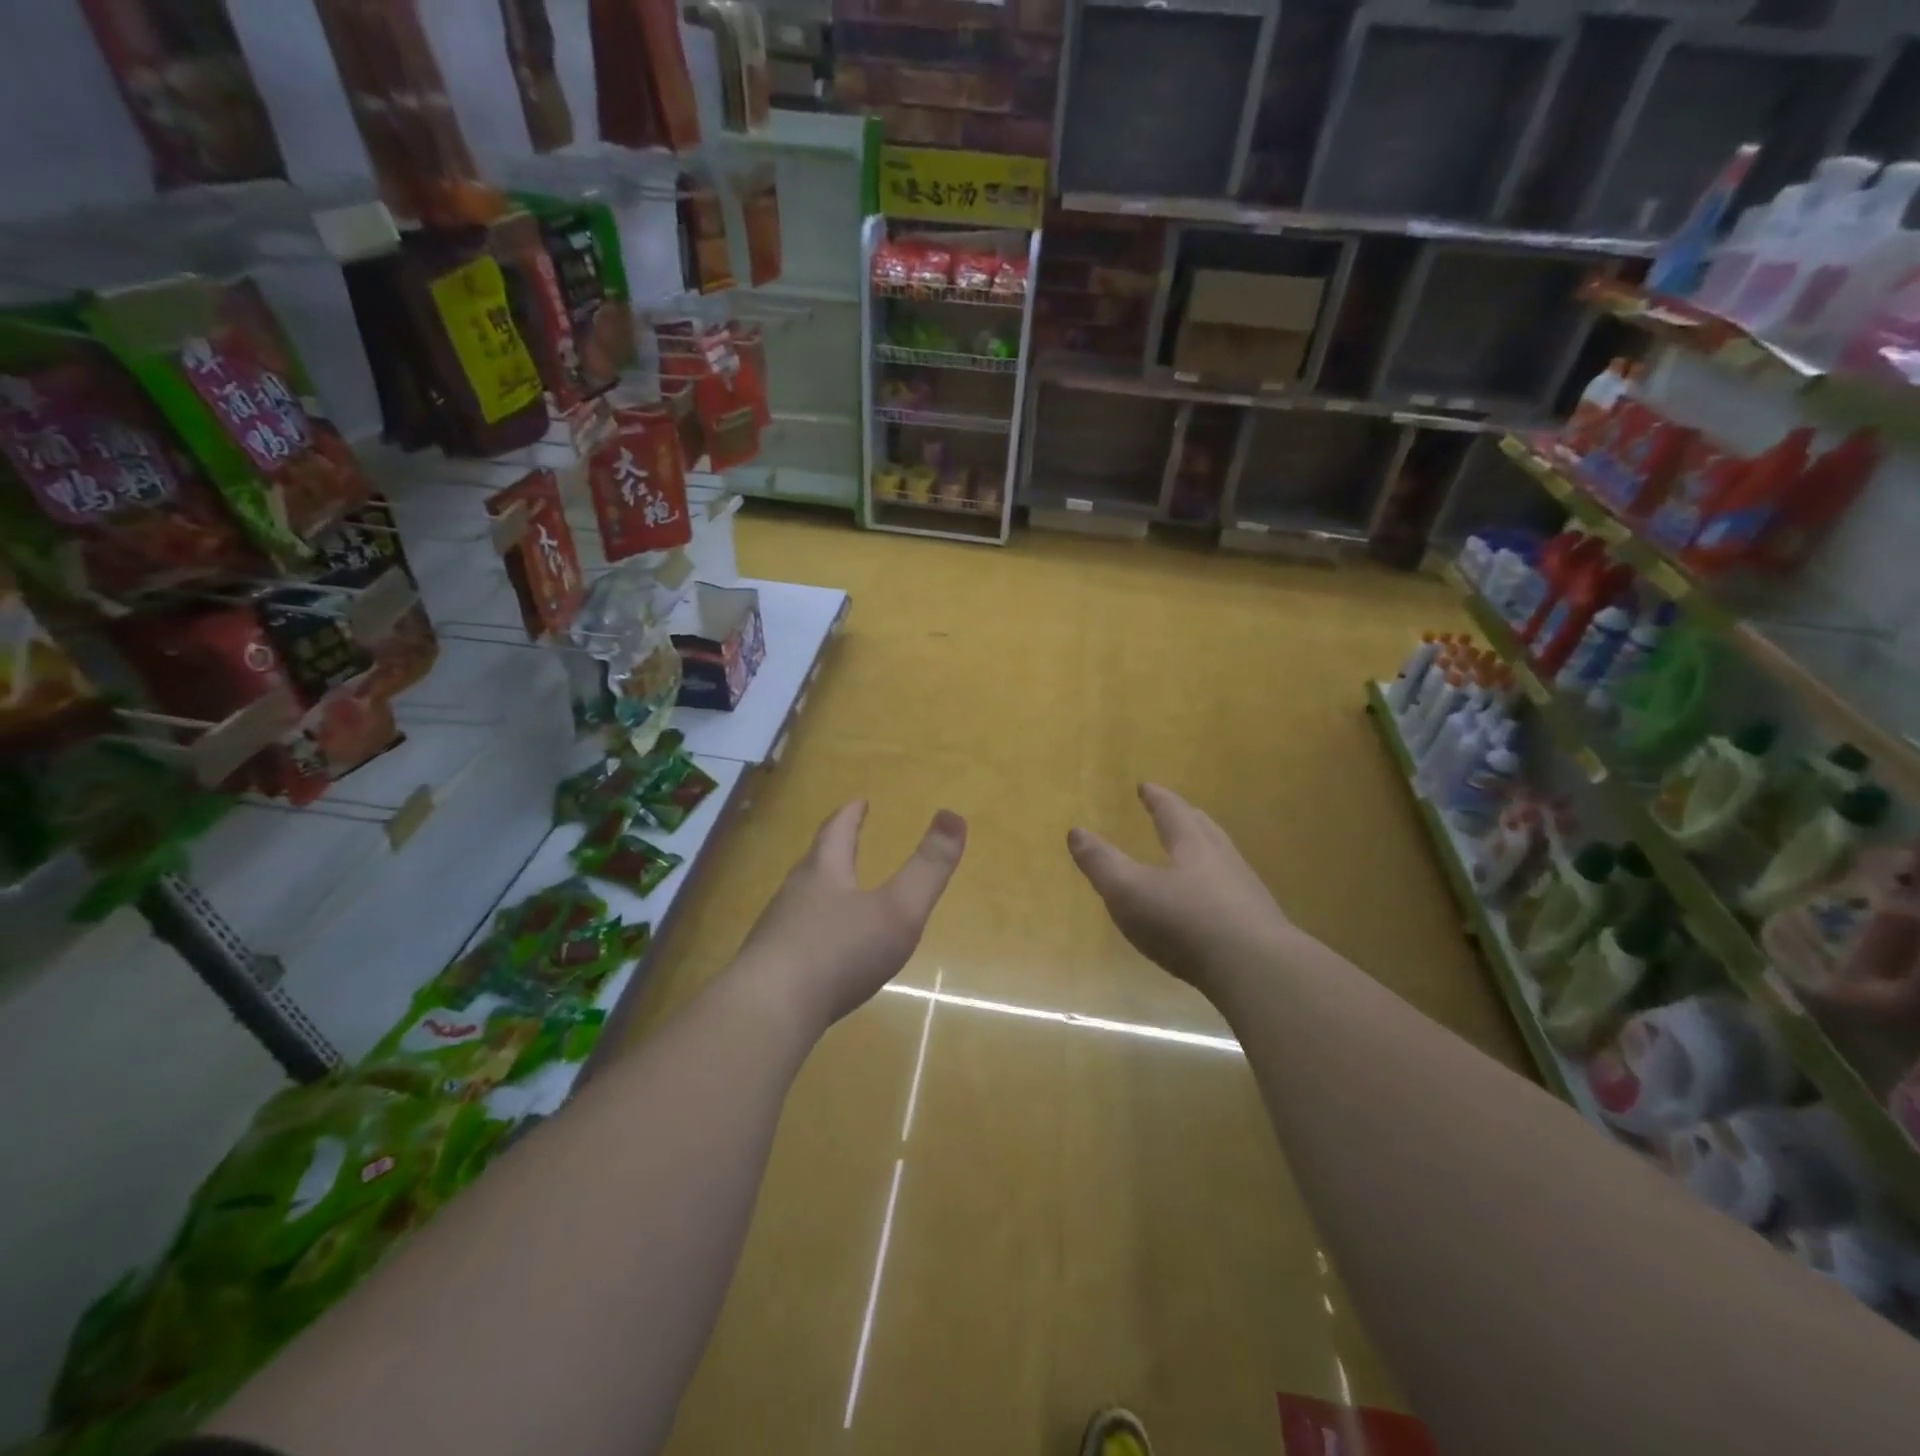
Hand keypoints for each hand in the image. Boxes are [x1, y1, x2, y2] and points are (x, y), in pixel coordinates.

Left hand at [734, 800, 965, 1027]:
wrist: (768, 1012)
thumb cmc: (838, 953)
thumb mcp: (897, 910)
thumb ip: (928, 868)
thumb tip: (954, 816)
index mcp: (823, 874)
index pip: (837, 832)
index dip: (851, 815)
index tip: (859, 801)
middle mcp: (794, 895)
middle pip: (814, 863)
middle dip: (832, 849)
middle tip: (844, 839)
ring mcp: (775, 933)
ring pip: (800, 901)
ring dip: (819, 891)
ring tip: (835, 893)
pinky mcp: (767, 968)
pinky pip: (792, 939)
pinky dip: (810, 933)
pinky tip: (819, 953)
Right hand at [1068, 783, 1292, 992]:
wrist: (1256, 971)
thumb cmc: (1186, 922)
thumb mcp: (1129, 891)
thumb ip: (1102, 862)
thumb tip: (1076, 832)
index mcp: (1193, 845)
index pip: (1172, 812)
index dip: (1157, 799)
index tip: (1146, 786)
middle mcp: (1223, 860)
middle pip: (1204, 830)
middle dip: (1186, 818)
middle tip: (1176, 811)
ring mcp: (1246, 893)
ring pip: (1223, 861)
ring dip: (1206, 852)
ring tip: (1194, 856)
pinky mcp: (1258, 926)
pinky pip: (1233, 895)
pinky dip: (1216, 890)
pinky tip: (1211, 908)